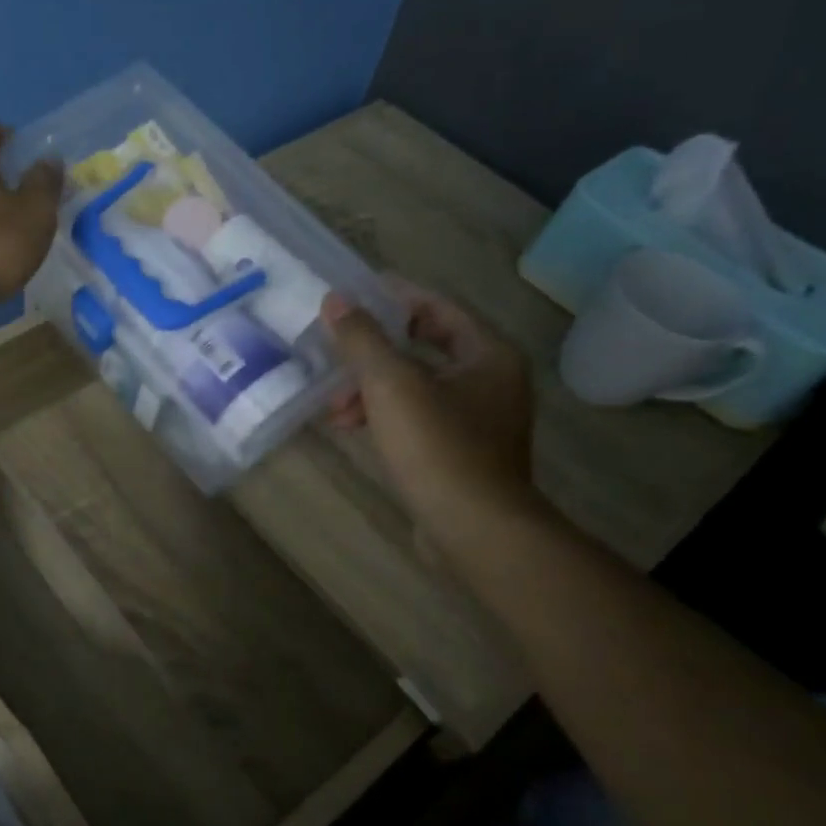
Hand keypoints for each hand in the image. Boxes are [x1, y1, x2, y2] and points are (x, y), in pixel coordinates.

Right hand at [322, 281, 540, 543]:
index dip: (393, 297)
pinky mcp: (460, 452)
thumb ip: (362, 338)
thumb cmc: (437, 446)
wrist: (474, 530)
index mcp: (487, 354)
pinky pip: (416, 416)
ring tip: (334, 406)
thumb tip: (335, 300)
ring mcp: (478, 419)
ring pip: (415, 386)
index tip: (350, 296)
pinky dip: (383, 415)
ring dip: (371, 388)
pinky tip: (351, 427)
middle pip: (423, 347)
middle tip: (334, 353)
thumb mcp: (390, 384)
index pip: (436, 307)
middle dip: (373, 352)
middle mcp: (491, 380)